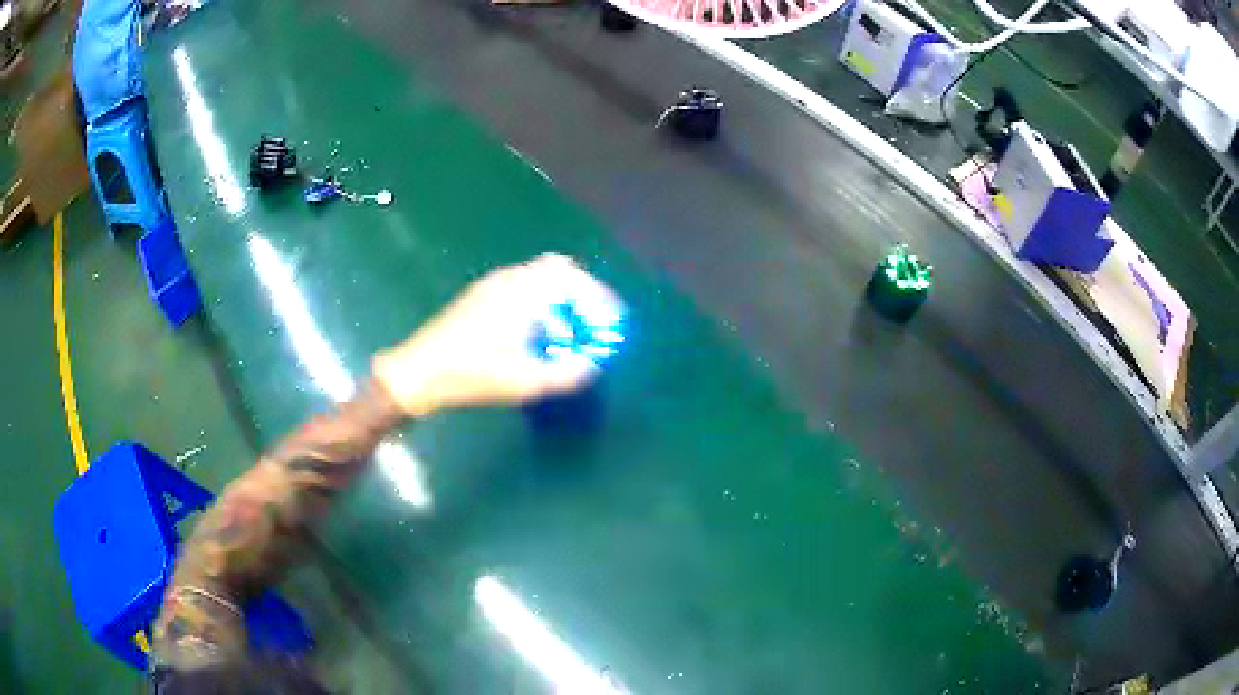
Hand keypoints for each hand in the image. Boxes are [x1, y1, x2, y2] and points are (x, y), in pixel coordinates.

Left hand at [373, 254, 618, 416]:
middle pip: (557, 268)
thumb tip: (592, 366)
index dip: (598, 295)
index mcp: (523, 292)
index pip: (573, 276)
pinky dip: (538, 300)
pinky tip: (534, 331)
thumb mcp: (525, 381)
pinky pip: (520, 285)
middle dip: (580, 290)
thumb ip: (566, 373)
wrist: (419, 371)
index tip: (611, 316)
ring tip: (566, 328)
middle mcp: (509, 279)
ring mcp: (491, 285)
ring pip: (537, 276)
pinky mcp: (478, 296)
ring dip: (558, 295)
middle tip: (590, 318)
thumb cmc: (472, 374)